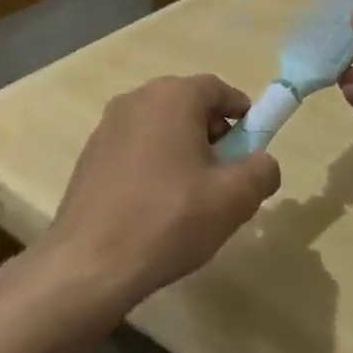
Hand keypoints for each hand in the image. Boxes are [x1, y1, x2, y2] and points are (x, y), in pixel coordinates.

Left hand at [45, 75, 281, 308]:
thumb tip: (263, 162)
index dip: (243, 114)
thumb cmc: (168, 220)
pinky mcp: (90, 156)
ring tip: (193, 196)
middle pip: (187, 105)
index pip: (218, 89)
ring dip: (183, 150)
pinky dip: (154, 164)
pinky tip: (157, 206)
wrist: (89, 263)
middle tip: (226, 176)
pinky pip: (135, 147)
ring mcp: (106, 127)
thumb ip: (262, 171)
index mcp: (171, 97)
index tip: (253, 147)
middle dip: (214, 134)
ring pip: (160, 128)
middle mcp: (135, 100)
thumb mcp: (233, 199)